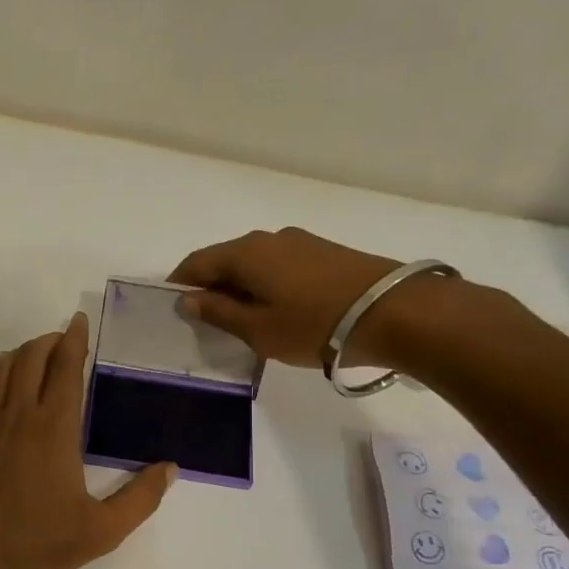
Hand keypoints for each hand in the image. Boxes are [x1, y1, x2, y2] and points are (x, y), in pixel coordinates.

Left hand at [0, 313, 175, 568]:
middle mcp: (19, 417)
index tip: (78, 321)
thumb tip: (170, 468)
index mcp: (54, 430)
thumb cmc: (37, 545)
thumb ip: (139, 499)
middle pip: (31, 359)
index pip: (65, 369)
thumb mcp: (101, 531)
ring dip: (21, 354)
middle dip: (48, 341)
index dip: (74, 341)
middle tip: (62, 339)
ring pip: (2, 371)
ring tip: (35, 353)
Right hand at [168, 227, 409, 367]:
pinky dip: (266, 284)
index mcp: (245, 254)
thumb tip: (189, 299)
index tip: (174, 308)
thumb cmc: (314, 325)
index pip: (196, 263)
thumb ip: (218, 313)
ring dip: (241, 286)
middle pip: (225, 259)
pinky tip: (276, 309)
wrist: (394, 312)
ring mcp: (300, 242)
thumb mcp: (257, 329)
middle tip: (208, 319)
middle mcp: (268, 239)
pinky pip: (279, 265)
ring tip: (244, 318)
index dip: (180, 284)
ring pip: (254, 262)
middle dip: (210, 286)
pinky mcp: (324, 252)